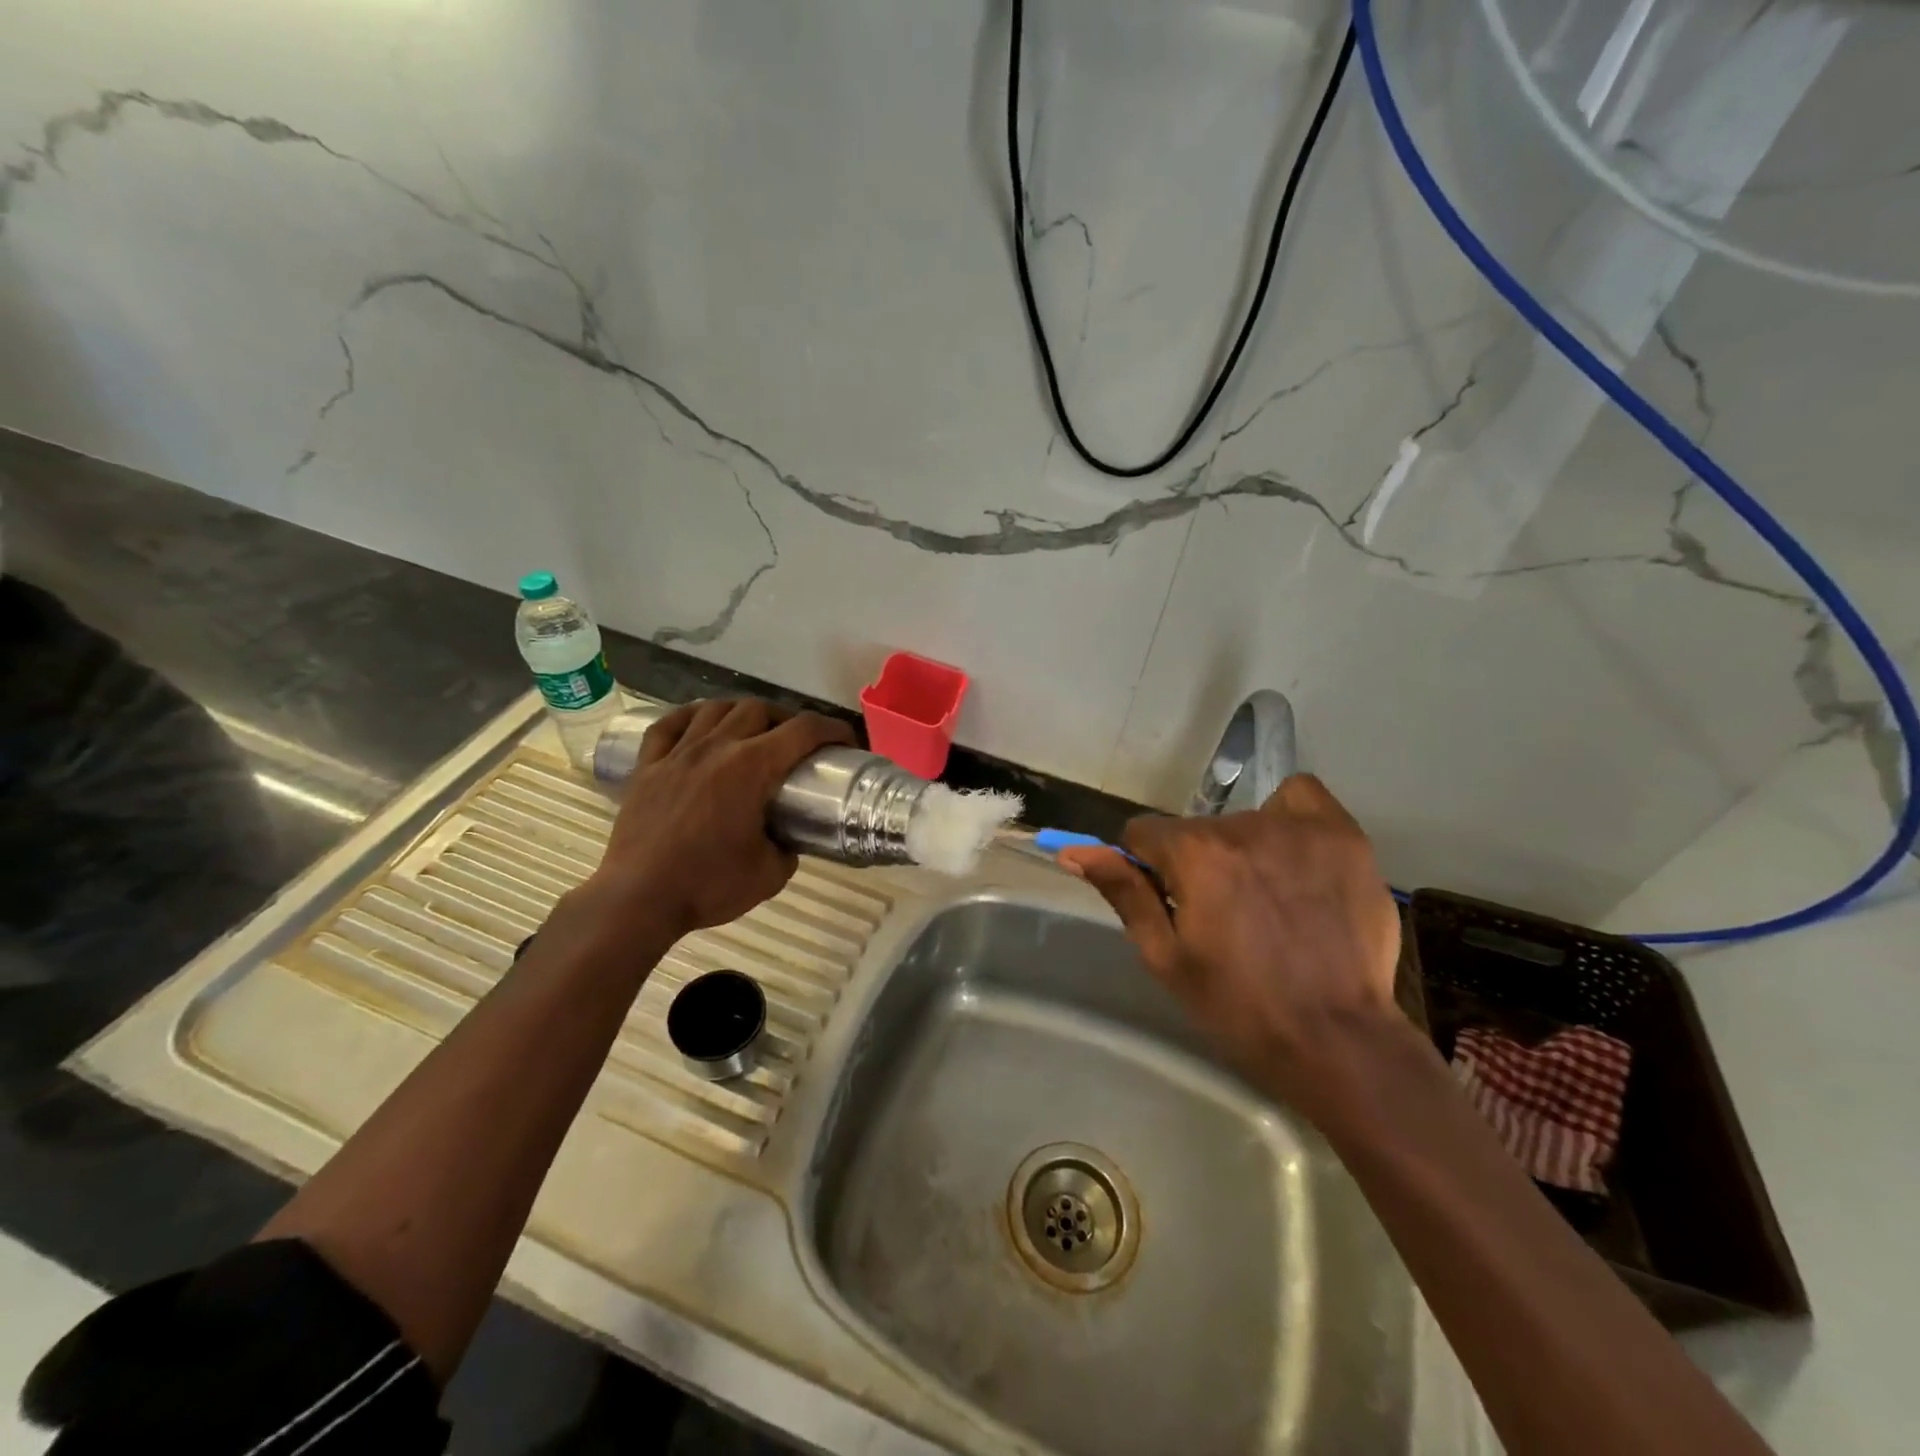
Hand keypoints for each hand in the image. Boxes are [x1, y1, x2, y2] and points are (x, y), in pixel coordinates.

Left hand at [583, 699, 854, 942]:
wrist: (639, 899)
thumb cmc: (709, 886)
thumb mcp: (771, 874)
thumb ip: (787, 847)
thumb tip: (786, 837)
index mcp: (752, 768)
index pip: (803, 730)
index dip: (832, 729)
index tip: (845, 742)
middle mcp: (717, 748)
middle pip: (759, 708)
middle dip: (787, 719)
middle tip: (797, 743)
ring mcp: (677, 753)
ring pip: (716, 708)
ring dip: (742, 712)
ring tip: (751, 730)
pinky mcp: (646, 766)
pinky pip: (669, 725)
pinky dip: (690, 717)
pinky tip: (700, 723)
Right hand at [1057, 775, 1402, 1110]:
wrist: (1335, 1039)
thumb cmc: (1238, 1005)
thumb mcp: (1165, 956)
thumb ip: (1123, 892)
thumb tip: (1074, 852)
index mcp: (1193, 854)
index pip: (1142, 834)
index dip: (1147, 868)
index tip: (1170, 903)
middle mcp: (1242, 825)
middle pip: (1195, 830)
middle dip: (1196, 863)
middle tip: (1224, 916)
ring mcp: (1298, 826)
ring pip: (1243, 821)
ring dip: (1242, 850)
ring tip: (1270, 900)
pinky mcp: (1343, 834)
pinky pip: (1302, 798)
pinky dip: (1290, 819)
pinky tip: (1296, 858)